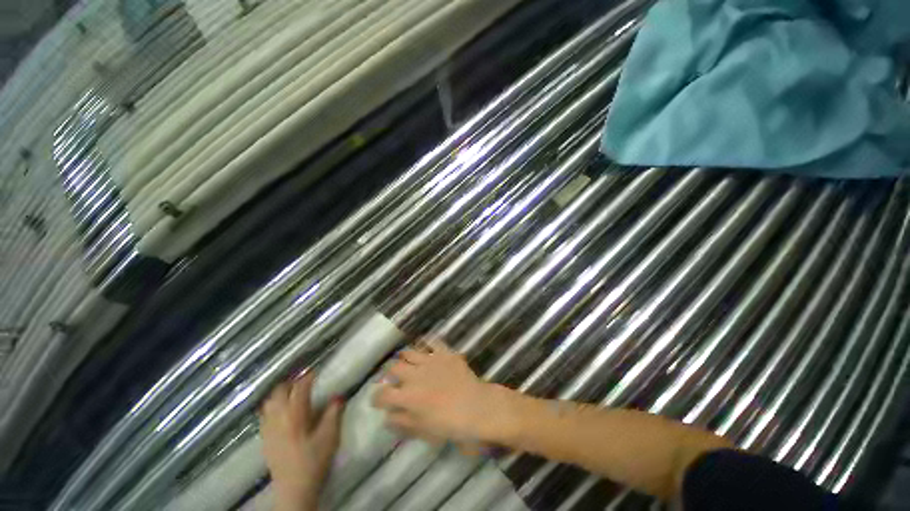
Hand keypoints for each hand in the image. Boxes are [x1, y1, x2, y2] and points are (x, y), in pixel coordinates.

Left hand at [260, 373, 342, 510]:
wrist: (293, 489)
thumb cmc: (313, 461)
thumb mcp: (330, 436)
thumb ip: (333, 413)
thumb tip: (338, 396)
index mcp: (294, 416)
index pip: (299, 389)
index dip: (307, 377)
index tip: (315, 371)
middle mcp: (278, 418)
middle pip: (279, 392)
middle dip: (291, 382)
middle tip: (305, 380)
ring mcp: (268, 429)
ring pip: (269, 402)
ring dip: (280, 393)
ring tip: (292, 392)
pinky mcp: (264, 439)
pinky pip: (264, 414)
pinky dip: (272, 406)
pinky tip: (280, 410)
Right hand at [372, 340, 514, 448]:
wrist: (476, 406)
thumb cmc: (450, 424)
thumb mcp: (423, 431)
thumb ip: (402, 423)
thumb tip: (387, 417)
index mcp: (407, 397)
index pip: (383, 395)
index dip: (376, 398)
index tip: (378, 400)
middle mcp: (414, 375)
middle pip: (393, 368)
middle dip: (390, 374)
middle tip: (394, 378)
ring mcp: (429, 360)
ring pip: (408, 352)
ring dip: (404, 357)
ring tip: (405, 360)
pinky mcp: (443, 352)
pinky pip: (431, 341)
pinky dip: (426, 340)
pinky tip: (424, 343)